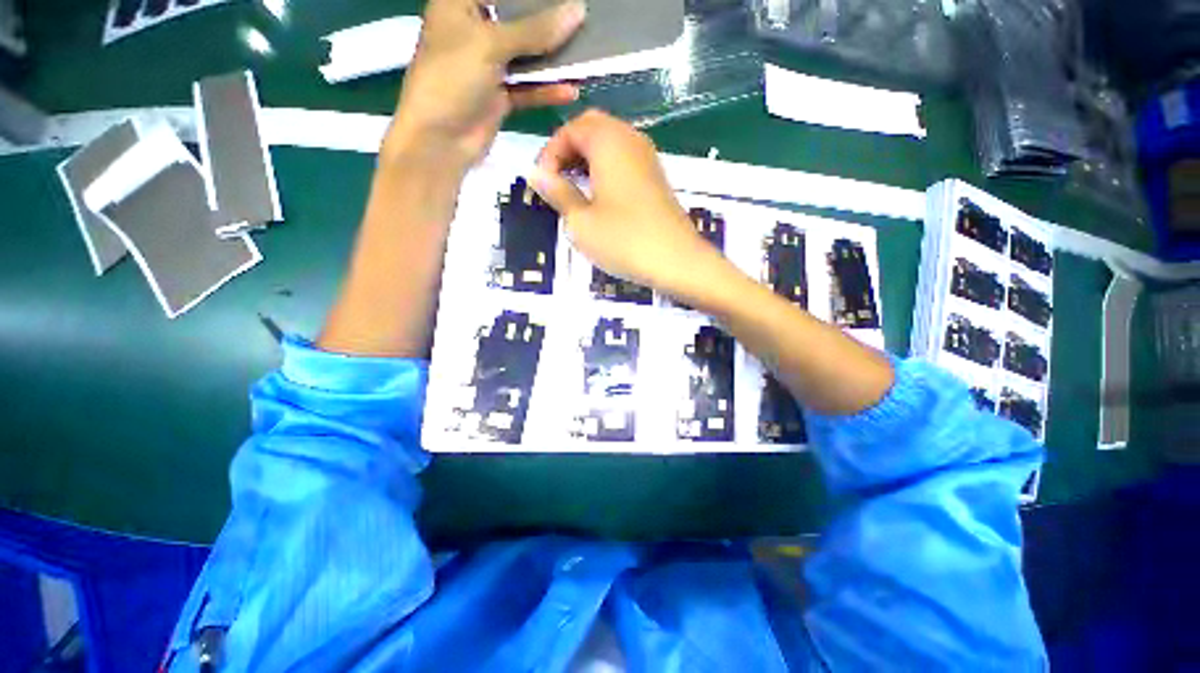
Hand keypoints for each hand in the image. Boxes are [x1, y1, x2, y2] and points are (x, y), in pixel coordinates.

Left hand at [384, 0, 586, 170]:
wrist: (440, 140)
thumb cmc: (453, 79)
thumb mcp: (491, 44)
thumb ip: (535, 29)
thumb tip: (578, 10)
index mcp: (461, 4)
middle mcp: (476, 30)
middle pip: (518, 20)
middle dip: (549, 22)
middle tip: (581, 21)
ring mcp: (489, 65)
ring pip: (526, 56)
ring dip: (553, 60)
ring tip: (585, 56)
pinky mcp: (500, 96)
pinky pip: (528, 88)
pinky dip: (547, 90)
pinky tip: (570, 90)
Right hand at [530, 110, 720, 294]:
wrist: (677, 261)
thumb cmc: (624, 241)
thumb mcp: (581, 221)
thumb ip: (557, 192)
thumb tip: (536, 173)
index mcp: (609, 142)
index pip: (571, 128)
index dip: (550, 152)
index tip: (542, 183)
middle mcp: (631, 140)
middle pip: (592, 128)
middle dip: (568, 150)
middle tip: (556, 182)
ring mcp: (648, 158)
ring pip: (610, 143)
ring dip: (587, 159)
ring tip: (574, 191)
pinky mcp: (656, 178)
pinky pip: (625, 160)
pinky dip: (606, 169)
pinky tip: (599, 198)